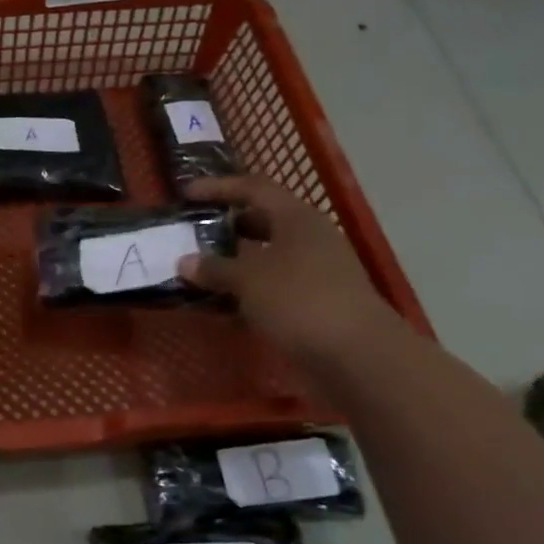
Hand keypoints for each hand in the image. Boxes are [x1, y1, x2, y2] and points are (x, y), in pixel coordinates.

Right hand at [177, 174, 397, 361]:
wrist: (358, 357)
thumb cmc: (300, 301)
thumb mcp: (248, 279)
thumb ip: (214, 268)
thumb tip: (185, 262)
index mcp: (297, 219)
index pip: (254, 188)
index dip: (219, 187)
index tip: (186, 194)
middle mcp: (308, 239)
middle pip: (261, 222)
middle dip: (225, 227)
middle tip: (191, 235)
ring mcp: (315, 273)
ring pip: (265, 258)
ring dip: (233, 264)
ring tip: (197, 273)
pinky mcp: (315, 304)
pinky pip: (271, 288)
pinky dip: (246, 293)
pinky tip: (221, 307)